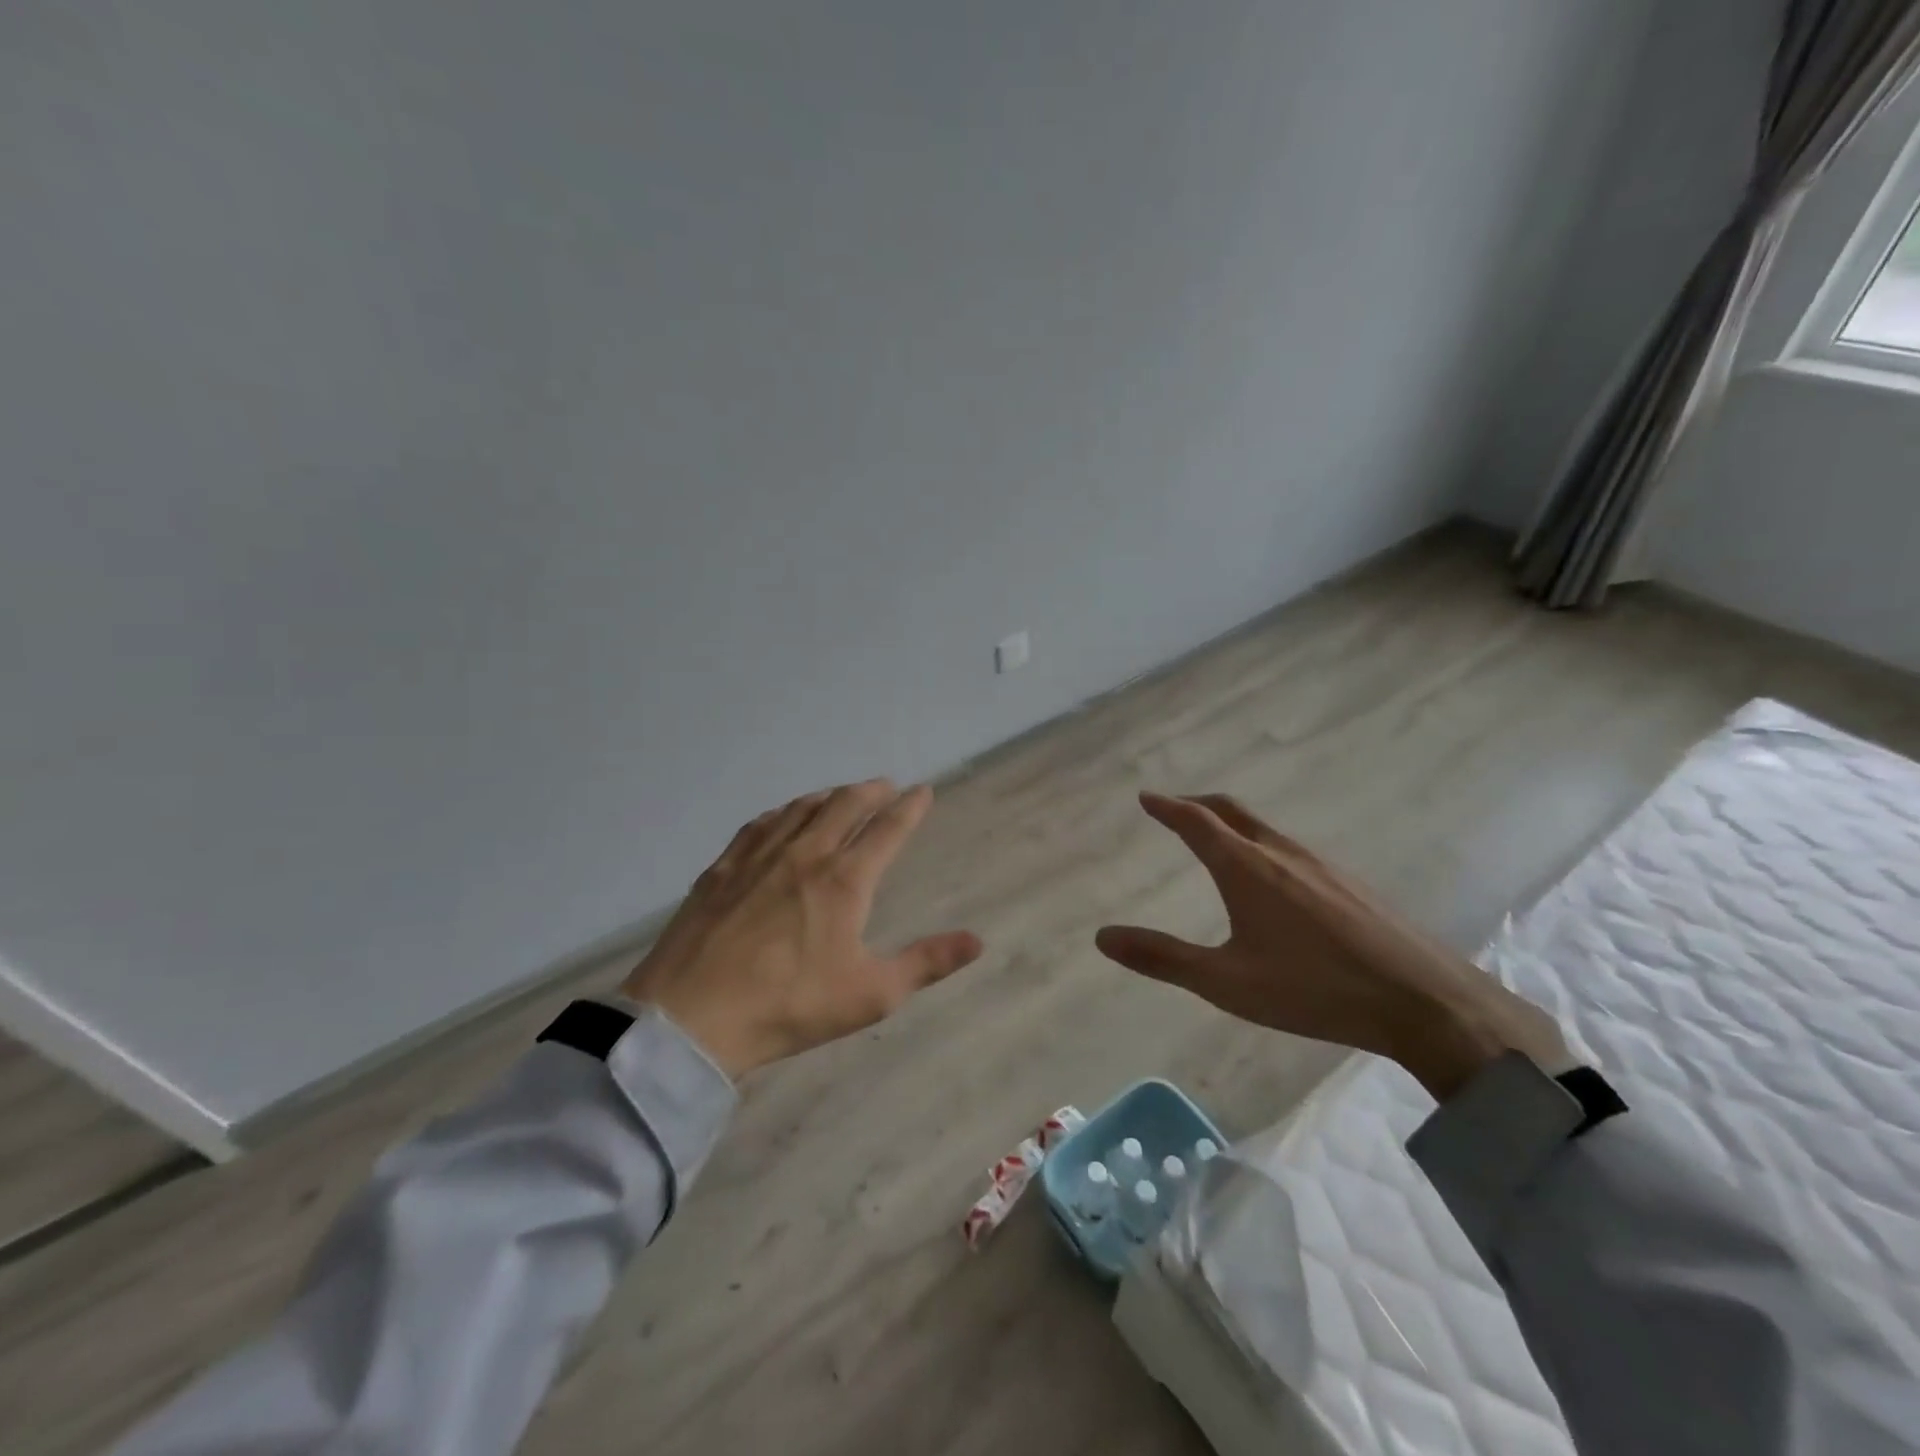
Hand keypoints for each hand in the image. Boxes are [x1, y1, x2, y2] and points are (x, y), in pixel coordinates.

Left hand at [620, 780, 983, 1080]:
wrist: (692, 1017)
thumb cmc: (790, 1006)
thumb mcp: (870, 994)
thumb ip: (926, 963)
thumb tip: (978, 940)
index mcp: (844, 881)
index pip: (887, 830)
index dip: (910, 808)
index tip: (924, 791)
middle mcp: (805, 854)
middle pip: (844, 805)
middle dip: (871, 791)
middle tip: (886, 786)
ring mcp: (759, 856)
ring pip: (802, 808)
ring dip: (829, 795)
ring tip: (842, 794)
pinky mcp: (723, 867)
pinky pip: (760, 823)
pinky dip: (784, 811)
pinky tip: (783, 816)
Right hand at [1095, 792, 1571, 1101]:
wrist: (1423, 1001)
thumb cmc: (1312, 989)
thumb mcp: (1225, 982)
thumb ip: (1162, 958)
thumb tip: (1102, 937)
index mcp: (1245, 868)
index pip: (1196, 822)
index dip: (1167, 807)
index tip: (1146, 797)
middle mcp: (1280, 853)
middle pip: (1231, 810)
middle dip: (1198, 803)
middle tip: (1175, 807)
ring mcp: (1320, 864)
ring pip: (1264, 828)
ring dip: (1232, 822)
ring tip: (1217, 838)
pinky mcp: (1349, 883)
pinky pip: (1291, 848)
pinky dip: (1262, 843)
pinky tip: (1273, 877)